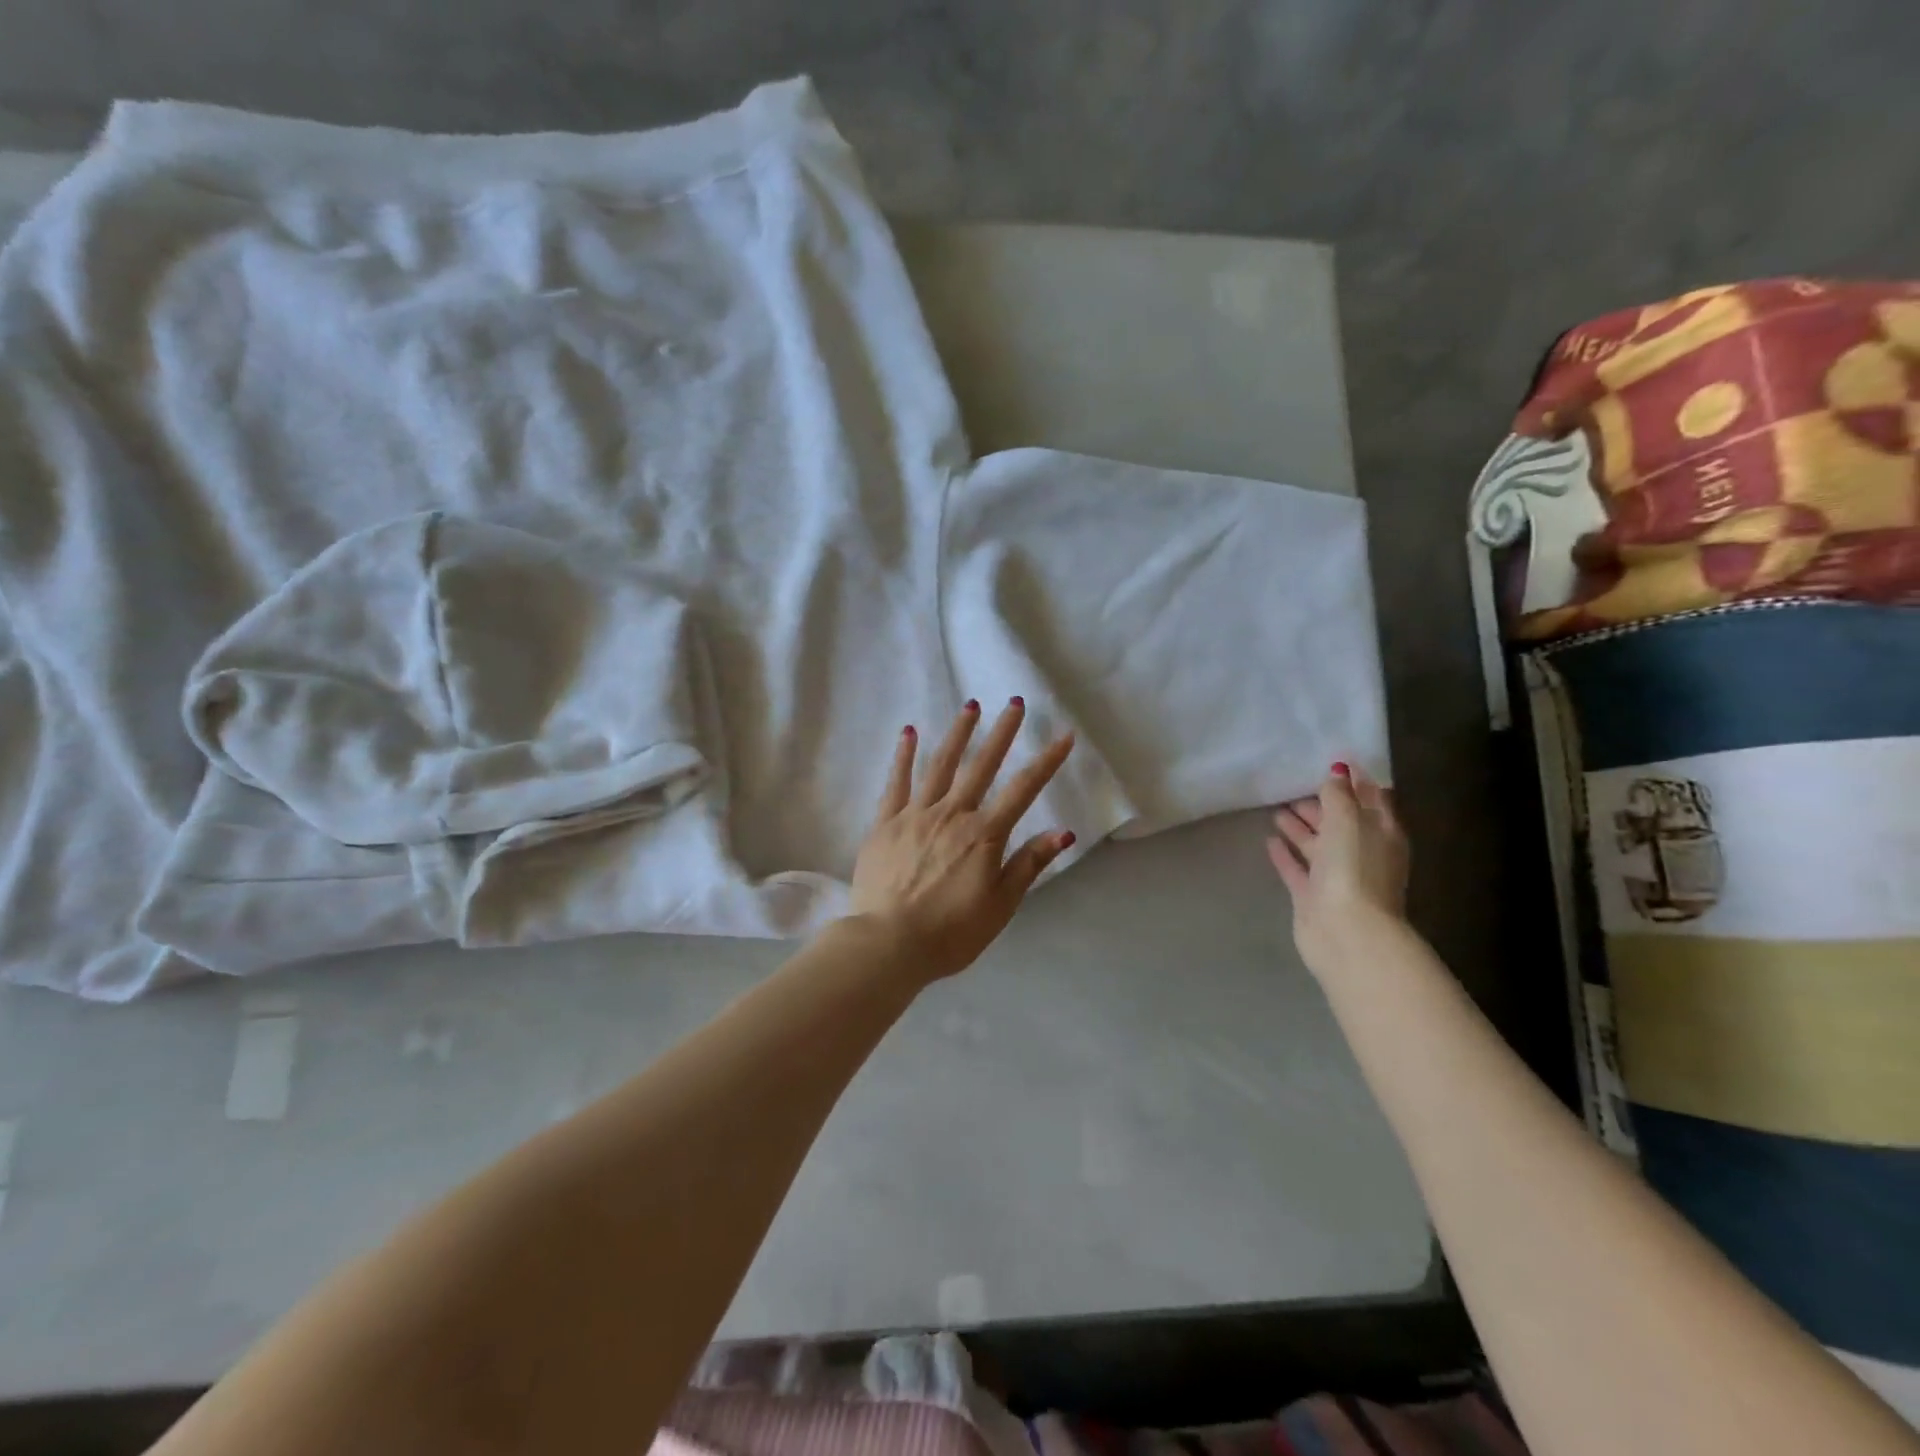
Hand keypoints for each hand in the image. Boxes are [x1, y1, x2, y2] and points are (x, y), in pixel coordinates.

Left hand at [847, 698, 1076, 983]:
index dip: (1047, 761)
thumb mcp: (1000, 905)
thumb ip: (1029, 864)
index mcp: (983, 835)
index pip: (1023, 790)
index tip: (1064, 735)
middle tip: (1014, 703)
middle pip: (982, 766)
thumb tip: (1064, 832)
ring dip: (958, 734)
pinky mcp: (885, 823)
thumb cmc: (951, 932)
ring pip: (940, 765)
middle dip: (1001, 733)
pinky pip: (897, 783)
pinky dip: (904, 756)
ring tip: (971, 706)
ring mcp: (915, 815)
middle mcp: (951, 814)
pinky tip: (910, 733)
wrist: (888, 944)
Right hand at [1266, 762, 1408, 980]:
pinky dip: (1285, 854)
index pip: (1372, 800)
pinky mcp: (1313, 896)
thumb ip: (1339, 795)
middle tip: (1294, 785)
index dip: (1355, 781)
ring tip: (1277, 809)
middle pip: (1341, 822)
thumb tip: (1337, 770)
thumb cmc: (1354, 868)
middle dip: (1321, 804)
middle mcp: (1362, 853)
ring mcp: (1337, 876)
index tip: (1334, 761)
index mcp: (1382, 833)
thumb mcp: (1348, 820)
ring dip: (1300, 827)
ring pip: (1317, 845)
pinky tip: (1269, 840)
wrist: (1346, 931)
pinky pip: (1297, 868)